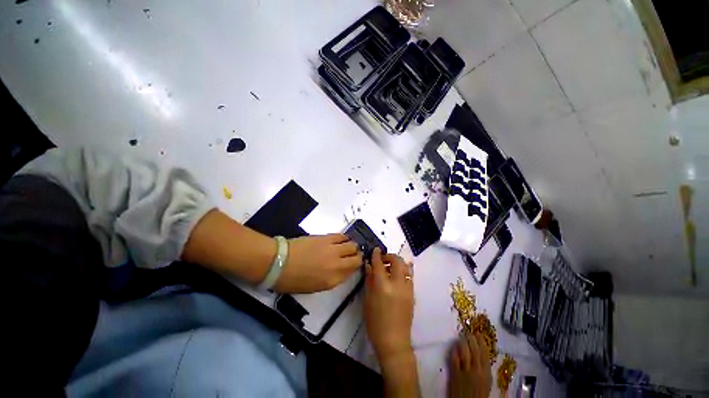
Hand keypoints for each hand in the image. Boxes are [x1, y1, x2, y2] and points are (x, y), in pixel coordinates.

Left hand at [274, 234, 361, 292]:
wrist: (279, 262)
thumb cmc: (293, 279)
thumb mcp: (315, 286)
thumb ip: (333, 278)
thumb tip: (342, 270)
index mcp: (333, 280)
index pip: (353, 271)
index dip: (356, 267)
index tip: (354, 265)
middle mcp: (337, 264)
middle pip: (357, 257)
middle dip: (357, 256)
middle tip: (353, 255)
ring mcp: (333, 249)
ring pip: (352, 245)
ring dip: (352, 246)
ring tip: (348, 247)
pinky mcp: (326, 238)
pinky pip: (342, 236)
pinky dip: (345, 238)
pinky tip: (342, 240)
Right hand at [364, 248, 413, 361]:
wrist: (394, 341)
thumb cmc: (375, 322)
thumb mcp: (368, 300)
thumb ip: (369, 280)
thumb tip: (369, 265)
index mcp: (383, 286)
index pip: (379, 263)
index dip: (377, 254)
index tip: (375, 249)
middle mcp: (397, 284)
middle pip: (396, 261)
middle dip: (389, 256)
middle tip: (382, 259)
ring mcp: (407, 288)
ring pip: (406, 266)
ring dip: (398, 262)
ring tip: (390, 266)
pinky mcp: (412, 294)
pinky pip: (410, 276)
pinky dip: (405, 270)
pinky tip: (399, 273)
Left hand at [448, 332, 491, 397]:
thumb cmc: (478, 395)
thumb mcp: (486, 383)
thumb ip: (484, 370)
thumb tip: (481, 355)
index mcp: (486, 374)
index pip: (485, 353)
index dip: (481, 341)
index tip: (478, 334)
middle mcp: (477, 370)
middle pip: (474, 350)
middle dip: (471, 339)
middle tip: (468, 332)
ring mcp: (465, 371)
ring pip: (464, 351)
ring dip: (462, 342)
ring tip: (461, 337)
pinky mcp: (454, 373)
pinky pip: (454, 358)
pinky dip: (454, 350)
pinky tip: (453, 346)